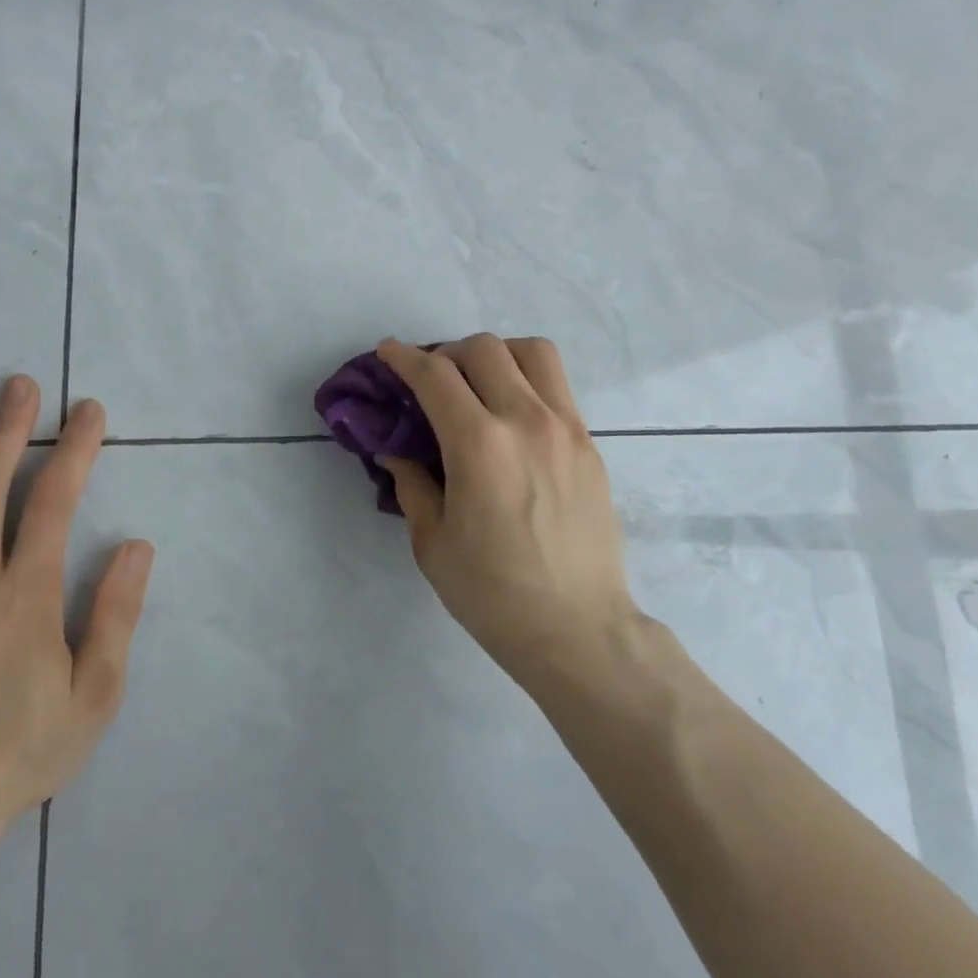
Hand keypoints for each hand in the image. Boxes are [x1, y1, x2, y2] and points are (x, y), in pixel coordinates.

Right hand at [376, 335, 639, 692]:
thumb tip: (394, 449)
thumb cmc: (493, 593)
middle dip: (446, 353)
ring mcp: (566, 427)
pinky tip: (512, 416)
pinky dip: (527, 379)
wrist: (577, 628)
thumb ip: (411, 483)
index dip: (404, 357)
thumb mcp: (432, 542)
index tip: (388, 352)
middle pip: (484, 349)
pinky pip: (557, 385)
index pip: (435, 376)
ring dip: (496, 355)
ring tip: (480, 383)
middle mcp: (526, 421)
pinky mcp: (589, 443)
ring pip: (532, 351)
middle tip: (432, 381)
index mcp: (479, 445)